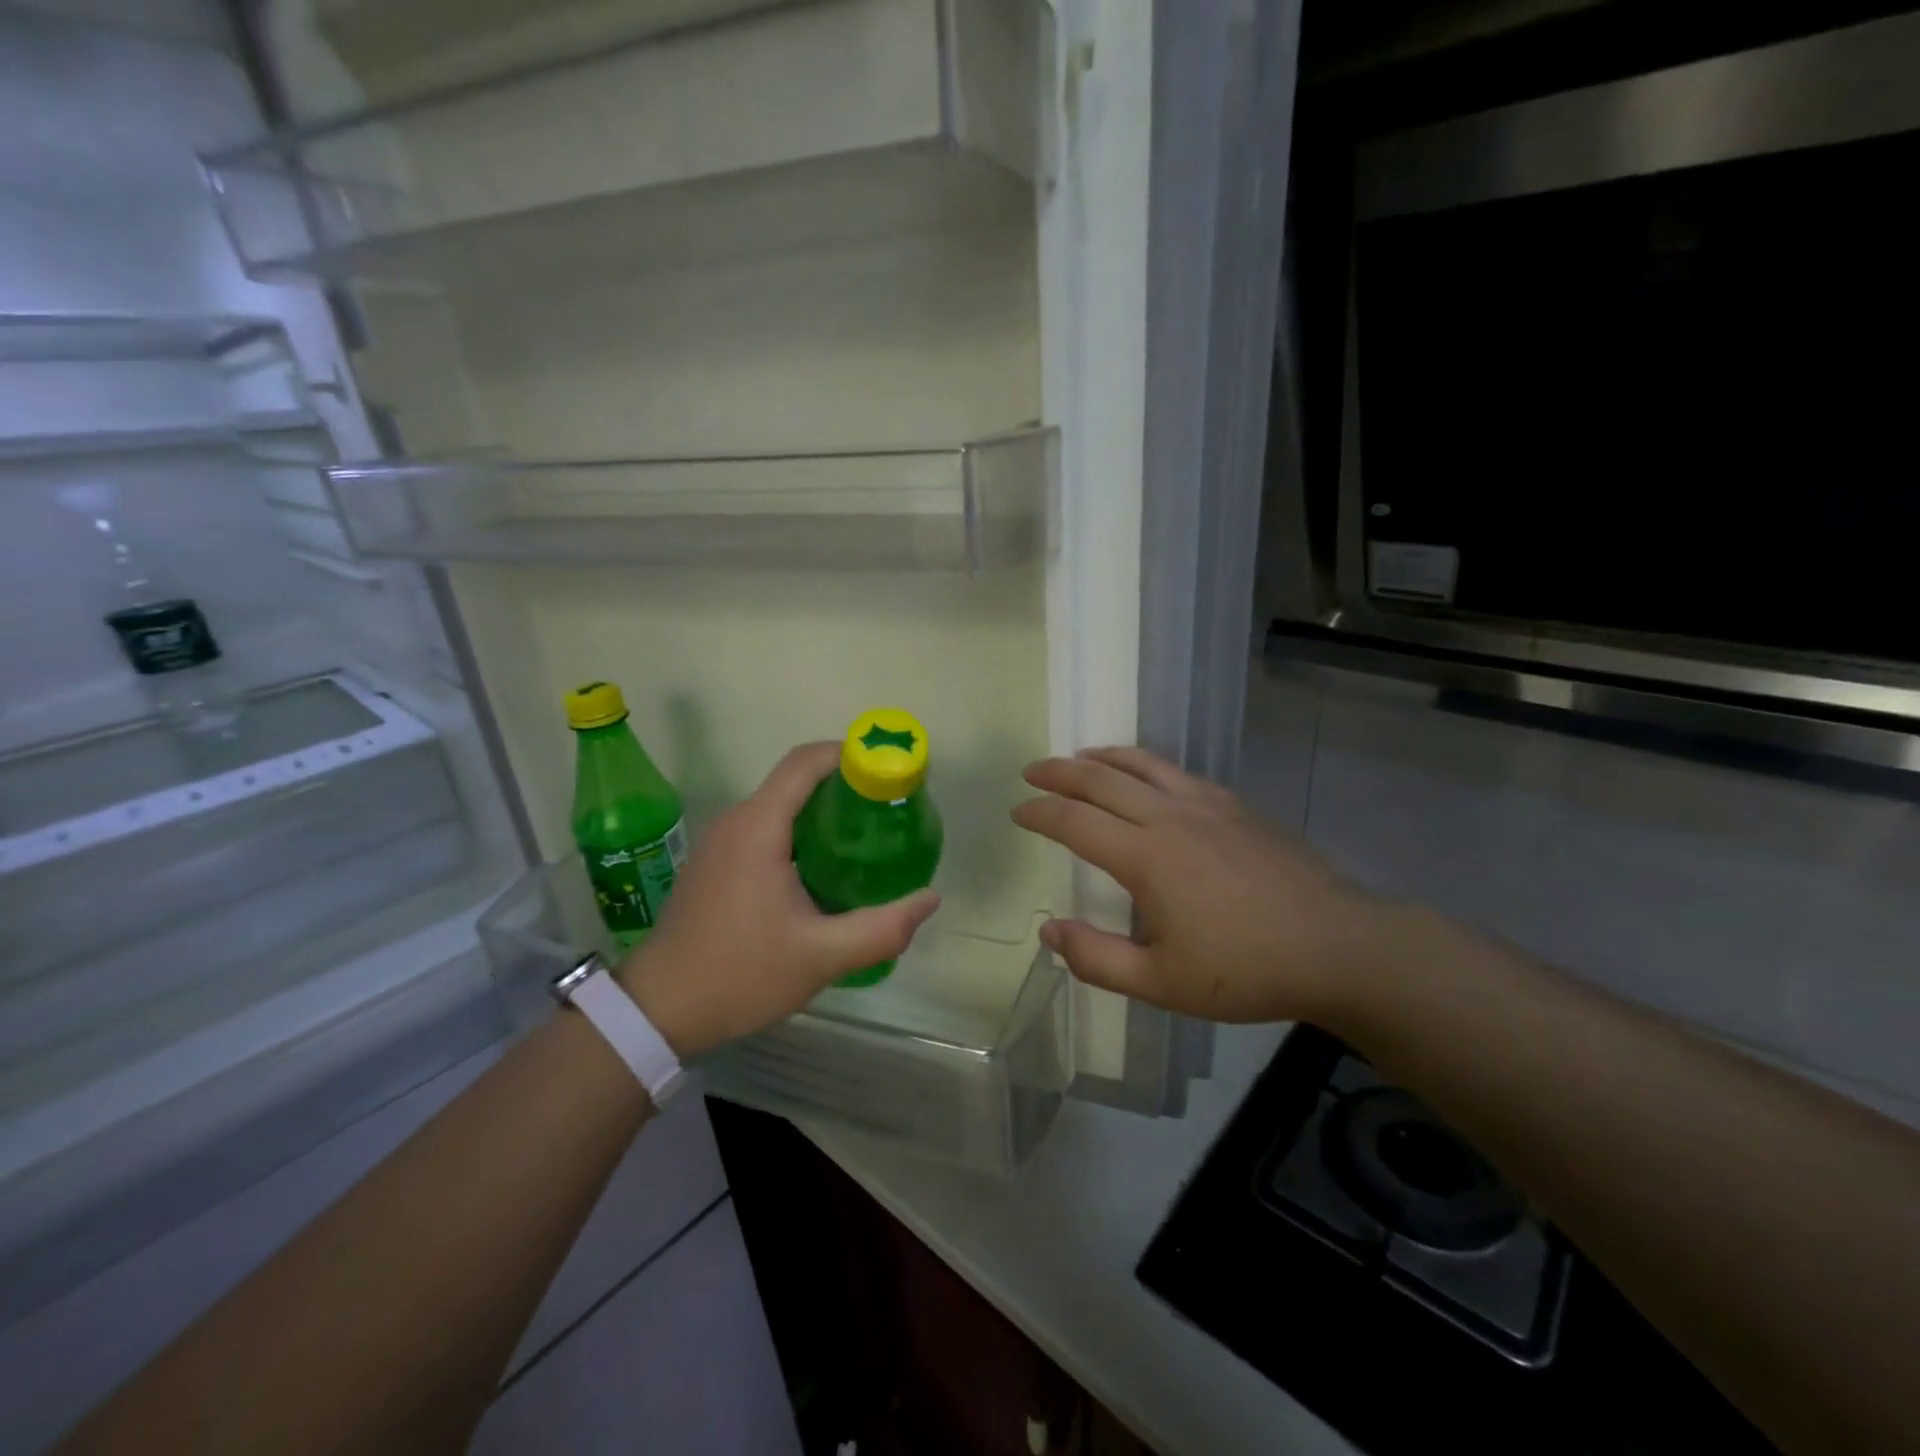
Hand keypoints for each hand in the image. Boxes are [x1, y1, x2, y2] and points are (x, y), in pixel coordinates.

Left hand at [618, 741, 940, 1058]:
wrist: (658, 1011)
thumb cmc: (739, 974)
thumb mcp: (821, 956)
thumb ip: (881, 928)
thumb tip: (930, 899)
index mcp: (758, 827)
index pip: (805, 762)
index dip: (849, 755)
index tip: (889, 772)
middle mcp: (736, 821)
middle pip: (796, 780)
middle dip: (845, 787)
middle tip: (889, 813)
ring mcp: (721, 841)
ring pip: (781, 805)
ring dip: (824, 812)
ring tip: (867, 839)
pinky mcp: (716, 862)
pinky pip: (766, 828)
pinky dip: (801, 832)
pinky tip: (826, 869)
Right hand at [1011, 747, 1390, 1025]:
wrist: (1337, 946)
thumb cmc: (1245, 969)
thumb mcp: (1160, 982)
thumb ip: (1096, 958)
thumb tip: (1048, 930)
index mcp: (1145, 856)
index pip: (1075, 821)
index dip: (1041, 813)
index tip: (1018, 811)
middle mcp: (1170, 817)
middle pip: (1102, 779)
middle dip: (1060, 772)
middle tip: (1033, 771)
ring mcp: (1207, 805)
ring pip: (1142, 764)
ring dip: (1103, 757)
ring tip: (1080, 757)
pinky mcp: (1236, 806)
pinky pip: (1177, 773)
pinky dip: (1146, 765)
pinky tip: (1147, 776)